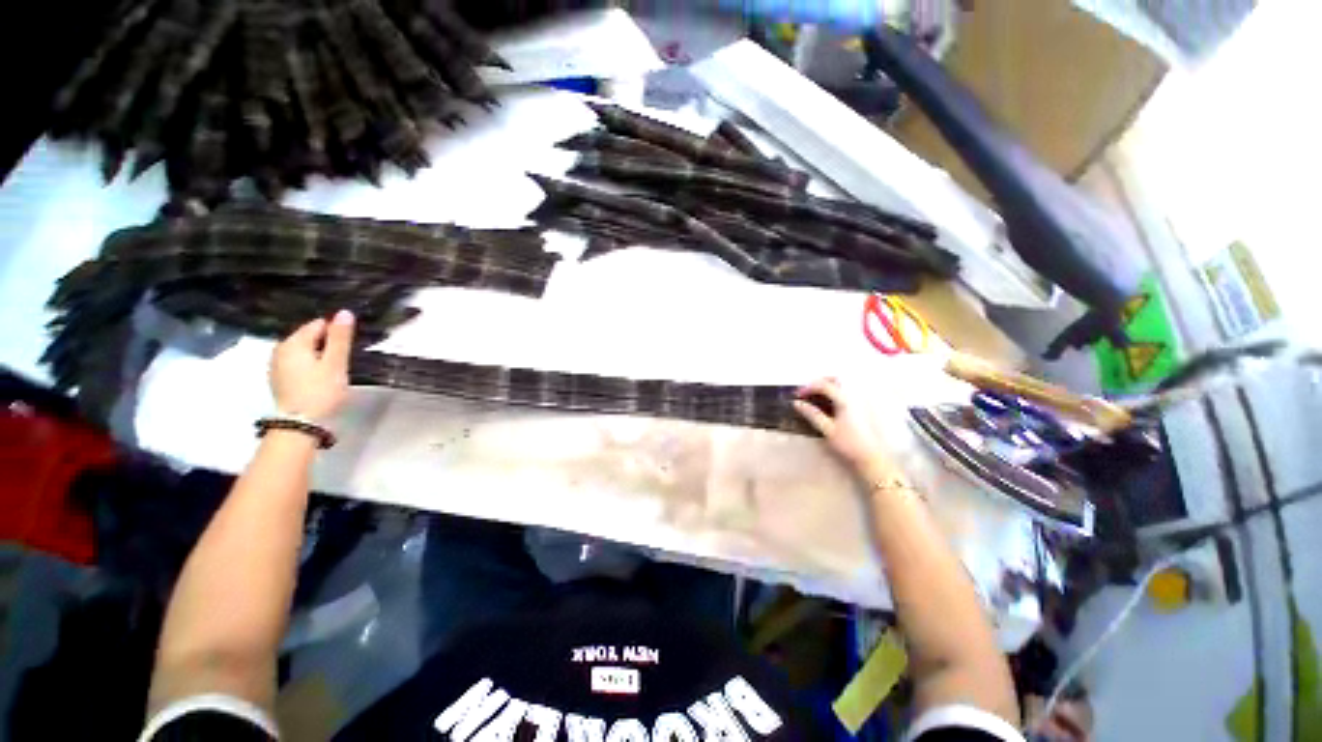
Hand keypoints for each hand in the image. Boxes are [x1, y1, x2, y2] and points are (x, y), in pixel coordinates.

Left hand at [270, 310, 354, 422]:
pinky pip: (297, 362)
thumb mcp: (335, 363)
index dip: (336, 333)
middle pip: (309, 337)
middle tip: (342, 361)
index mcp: (294, 342)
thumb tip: (344, 312)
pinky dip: (309, 365)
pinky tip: (318, 378)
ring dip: (319, 355)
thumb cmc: (321, 391)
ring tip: (333, 370)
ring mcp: (276, 364)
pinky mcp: (278, 378)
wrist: (299, 424)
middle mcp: (280, 349)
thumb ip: (340, 338)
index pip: (319, 325)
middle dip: (327, 344)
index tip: (348, 348)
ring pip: (303, 351)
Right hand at [793, 377, 902, 484]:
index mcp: (845, 400)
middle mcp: (854, 396)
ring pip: (843, 384)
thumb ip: (812, 414)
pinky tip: (830, 403)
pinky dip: (837, 392)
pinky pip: (848, 392)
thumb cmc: (848, 444)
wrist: (872, 457)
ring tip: (816, 396)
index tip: (797, 395)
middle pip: (836, 379)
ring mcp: (860, 401)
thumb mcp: (827, 429)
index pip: (824, 385)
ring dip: (829, 386)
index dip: (808, 388)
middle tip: (808, 391)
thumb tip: (797, 403)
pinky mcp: (863, 407)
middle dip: (820, 381)